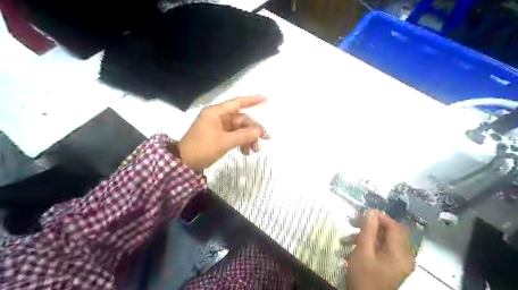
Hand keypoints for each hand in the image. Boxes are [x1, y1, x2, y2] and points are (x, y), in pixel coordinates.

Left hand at [178, 95, 268, 173]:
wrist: (185, 163)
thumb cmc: (203, 148)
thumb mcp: (224, 142)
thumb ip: (243, 135)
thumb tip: (259, 132)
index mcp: (216, 113)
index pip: (237, 102)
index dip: (253, 100)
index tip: (267, 99)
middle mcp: (218, 117)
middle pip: (241, 119)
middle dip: (253, 129)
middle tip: (265, 139)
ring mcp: (219, 127)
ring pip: (239, 129)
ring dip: (248, 138)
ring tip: (256, 150)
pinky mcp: (219, 137)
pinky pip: (234, 136)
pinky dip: (241, 143)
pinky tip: (246, 152)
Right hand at [345, 210, 415, 288]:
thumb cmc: (363, 277)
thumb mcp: (362, 251)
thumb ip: (368, 230)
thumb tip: (371, 211)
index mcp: (400, 254)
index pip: (395, 227)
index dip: (380, 217)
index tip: (363, 213)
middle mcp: (405, 256)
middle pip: (392, 231)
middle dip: (373, 224)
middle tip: (356, 222)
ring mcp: (400, 261)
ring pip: (387, 238)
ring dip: (370, 233)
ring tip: (353, 234)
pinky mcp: (393, 264)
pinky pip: (385, 246)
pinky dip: (372, 242)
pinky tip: (358, 243)